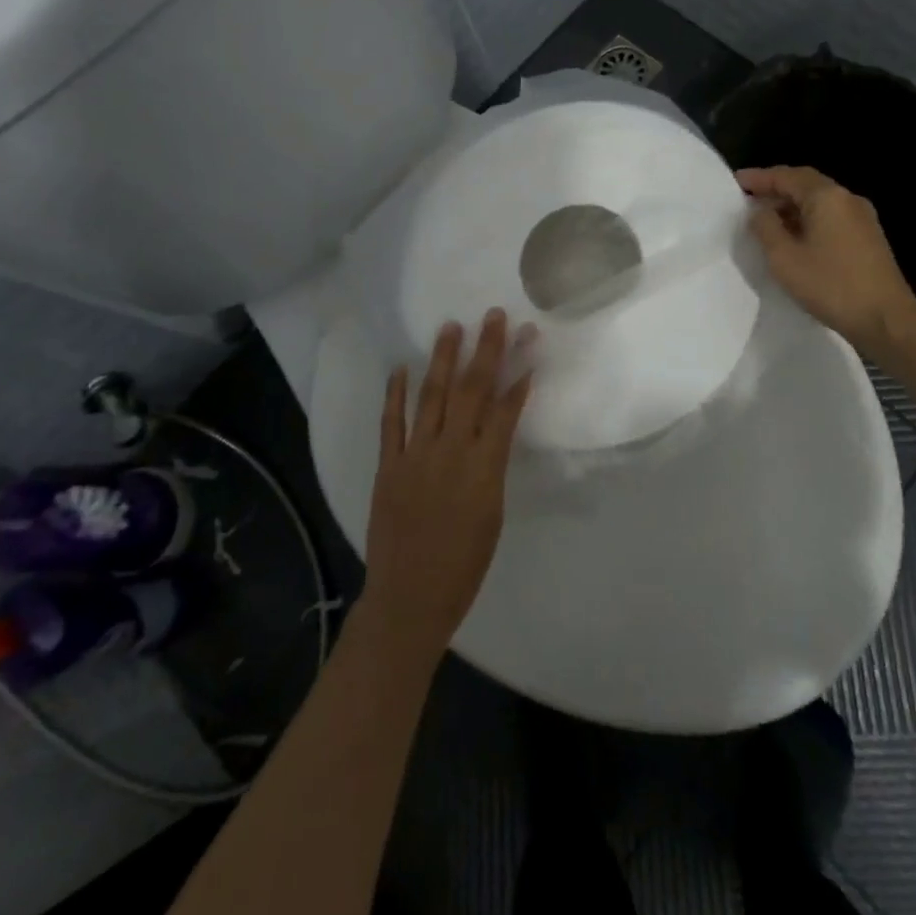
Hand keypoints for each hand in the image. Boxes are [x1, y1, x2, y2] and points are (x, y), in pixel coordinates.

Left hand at [361, 309, 533, 659]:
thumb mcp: (493, 512)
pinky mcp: (388, 465)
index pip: (505, 409)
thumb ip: (493, 464)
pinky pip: (391, 422)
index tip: (527, 343)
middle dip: (485, 350)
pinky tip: (401, 367)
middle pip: (472, 390)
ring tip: (451, 327)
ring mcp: (415, 455)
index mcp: (484, 467)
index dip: (518, 375)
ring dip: (443, 359)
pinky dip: (395, 393)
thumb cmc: (464, 563)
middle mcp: (451, 451)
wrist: (410, 597)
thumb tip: (495, 429)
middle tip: (493, 316)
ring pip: (433, 396)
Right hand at [738, 165, 915, 356]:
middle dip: (776, 189)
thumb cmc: (830, 285)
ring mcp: (862, 218)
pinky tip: (794, 237)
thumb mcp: (784, 258)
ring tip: (766, 220)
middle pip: (805, 184)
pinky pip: (831, 217)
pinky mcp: (868, 237)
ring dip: (791, 206)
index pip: (787, 176)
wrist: (886, 319)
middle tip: (748, 198)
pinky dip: (808, 219)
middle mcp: (847, 199)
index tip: (736, 182)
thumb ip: (766, 228)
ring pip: (819, 202)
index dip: (759, 177)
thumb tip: (759, 211)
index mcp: (826, 197)